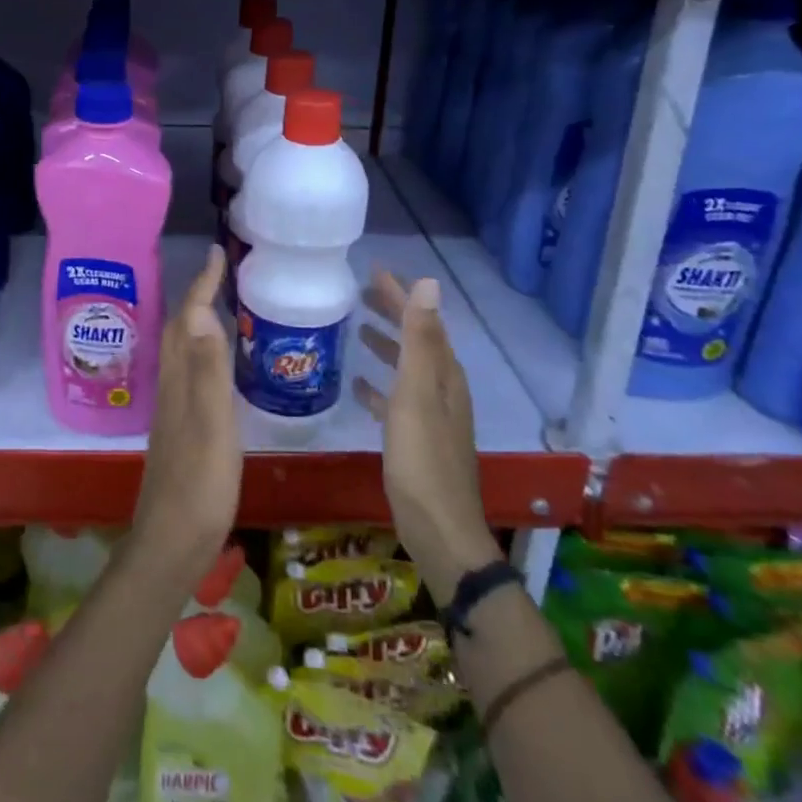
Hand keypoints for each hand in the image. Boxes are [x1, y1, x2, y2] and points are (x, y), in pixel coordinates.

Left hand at [133, 245, 241, 584]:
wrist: (172, 542)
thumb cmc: (199, 484)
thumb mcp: (212, 425)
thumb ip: (208, 371)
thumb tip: (202, 313)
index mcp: (180, 380)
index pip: (189, 319)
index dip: (202, 285)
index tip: (217, 254)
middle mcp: (171, 386)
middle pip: (180, 329)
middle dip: (198, 295)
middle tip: (223, 273)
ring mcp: (174, 408)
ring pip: (183, 350)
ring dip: (199, 321)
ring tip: (223, 306)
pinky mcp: (181, 427)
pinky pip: (190, 372)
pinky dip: (204, 352)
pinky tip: (218, 364)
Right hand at [355, 269, 501, 604]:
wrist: (439, 529)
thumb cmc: (422, 459)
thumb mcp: (416, 394)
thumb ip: (419, 339)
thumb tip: (429, 283)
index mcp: (444, 374)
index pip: (423, 321)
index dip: (401, 295)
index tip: (374, 272)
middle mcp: (442, 389)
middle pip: (417, 340)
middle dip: (393, 314)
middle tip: (361, 295)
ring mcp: (431, 415)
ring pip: (407, 368)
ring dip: (386, 346)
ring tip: (358, 331)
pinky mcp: (416, 439)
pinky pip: (396, 400)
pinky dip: (379, 387)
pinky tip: (358, 386)